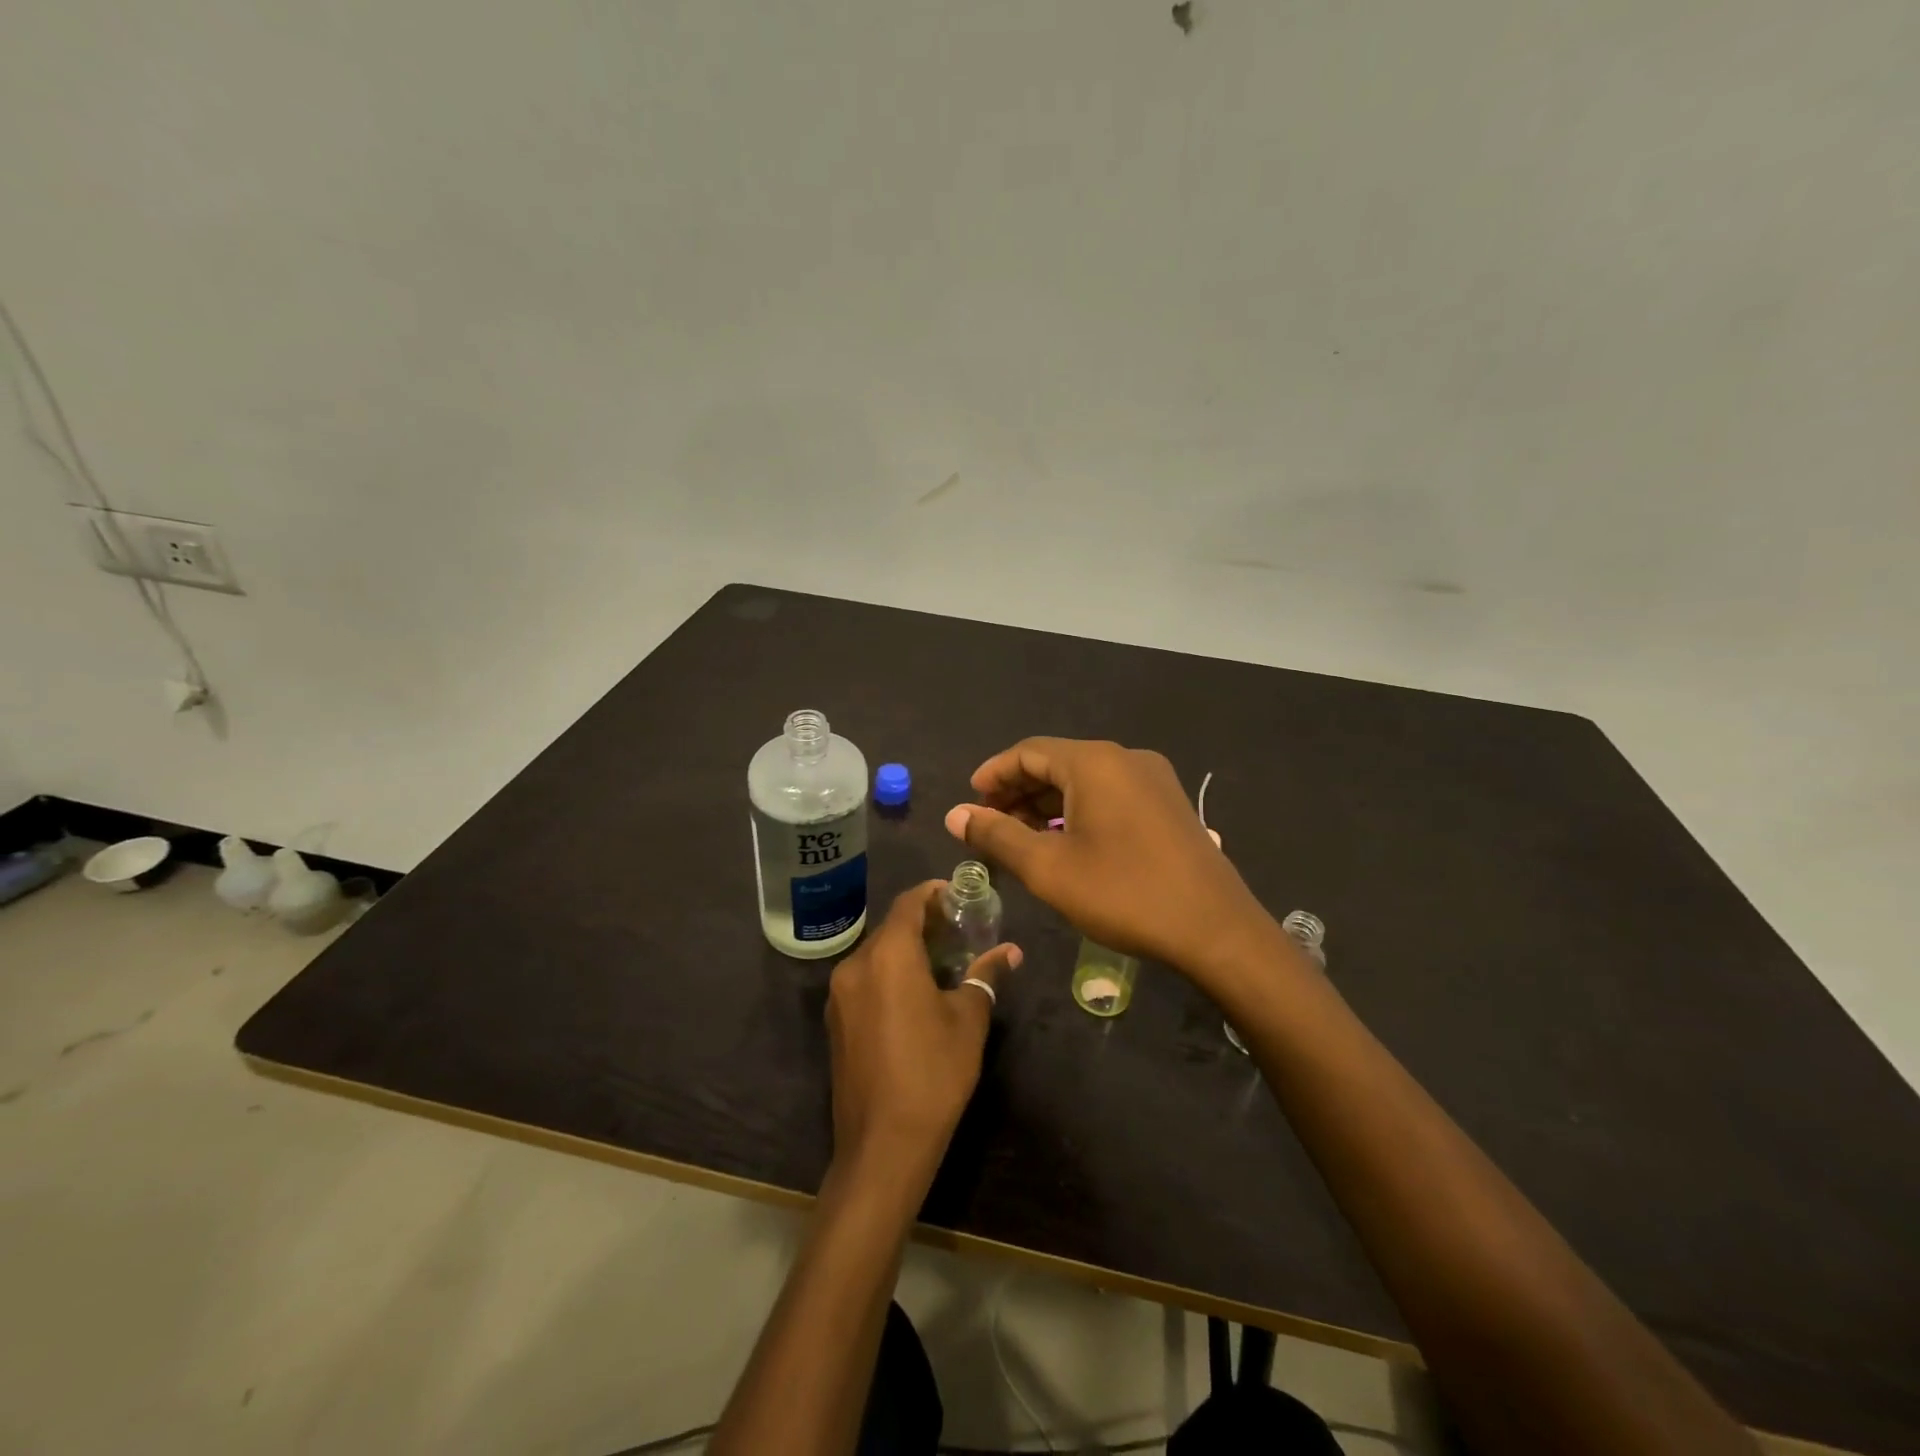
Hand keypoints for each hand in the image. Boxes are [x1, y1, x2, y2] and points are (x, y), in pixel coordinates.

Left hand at [826, 882, 1021, 1188]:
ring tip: (942, 961)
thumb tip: (1010, 951)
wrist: (883, 1144)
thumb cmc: (934, 1072)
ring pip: (876, 954)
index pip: (908, 903)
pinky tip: (915, 994)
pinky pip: (864, 980)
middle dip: (923, 923)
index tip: (959, 895)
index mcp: (888, 955)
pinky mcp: (835, 1021)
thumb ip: (985, 975)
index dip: (933, 893)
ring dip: (906, 950)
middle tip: (959, 930)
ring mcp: (839, 994)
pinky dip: (889, 974)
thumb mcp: (969, 1020)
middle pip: (891, 928)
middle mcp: (856, 964)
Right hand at [944, 737, 1272, 978]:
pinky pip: (1110, 796)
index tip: (969, 802)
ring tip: (1020, 838)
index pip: (1028, 752)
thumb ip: (997, 836)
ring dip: (1047, 805)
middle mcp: (1126, 758)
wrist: (1216, 930)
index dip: (993, 774)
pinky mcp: (1168, 805)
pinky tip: (1065, 843)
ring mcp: (1153, 780)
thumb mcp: (1049, 869)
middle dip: (1018, 792)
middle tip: (989, 825)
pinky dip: (1078, 812)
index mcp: (1095, 763)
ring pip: (1084, 781)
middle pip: (1057, 763)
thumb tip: (955, 815)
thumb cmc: (1124, 894)